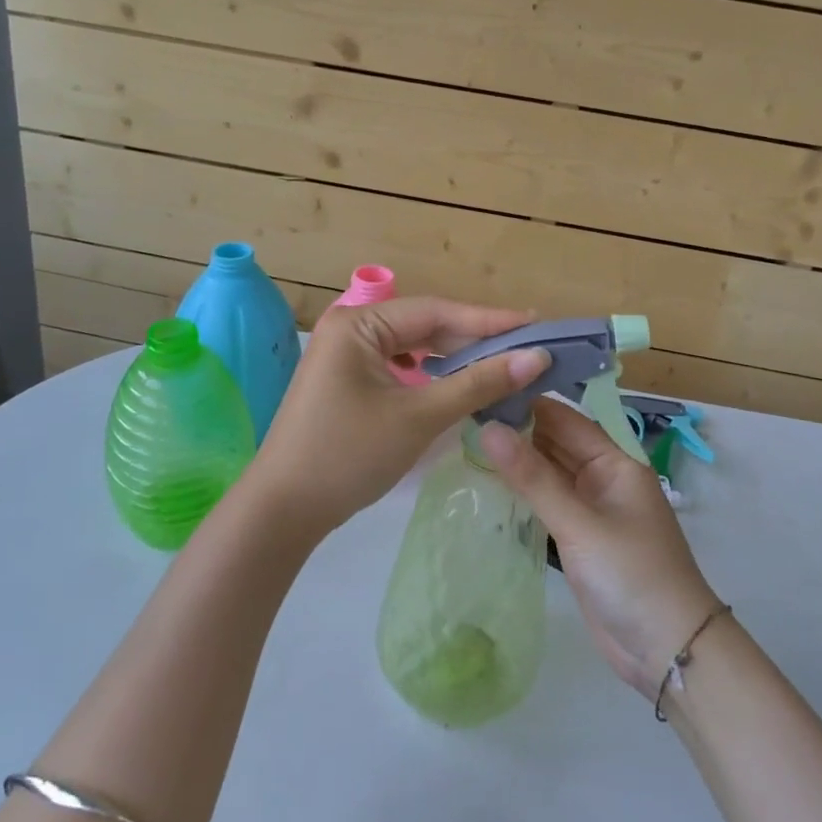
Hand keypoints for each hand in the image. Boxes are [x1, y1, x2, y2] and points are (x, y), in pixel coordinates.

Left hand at [241, 297, 550, 539]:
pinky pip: (399, 366)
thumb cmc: (349, 455)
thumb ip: (478, 383)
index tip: (538, 325)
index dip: (490, 320)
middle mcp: (350, 328)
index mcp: (359, 323)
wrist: (283, 510)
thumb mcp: (418, 416)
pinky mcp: (346, 380)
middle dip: (475, 339)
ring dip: (455, 357)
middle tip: (528, 347)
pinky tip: (457, 382)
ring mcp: (345, 355)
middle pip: (425, 325)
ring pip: (414, 347)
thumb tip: (537, 357)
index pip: (436, 311)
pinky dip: (432, 374)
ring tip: (503, 363)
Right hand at [480, 398, 720, 698]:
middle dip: (515, 432)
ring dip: (515, 463)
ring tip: (464, 443)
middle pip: (554, 445)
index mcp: (615, 463)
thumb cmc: (631, 574)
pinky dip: (521, 494)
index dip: (526, 404)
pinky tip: (487, 485)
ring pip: (547, 475)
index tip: (479, 391)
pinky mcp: (578, 539)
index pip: (565, 419)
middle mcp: (603, 479)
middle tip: (461, 417)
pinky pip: (546, 504)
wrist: (667, 649)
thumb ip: (532, 478)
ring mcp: (590, 510)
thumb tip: (488, 429)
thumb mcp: (580, 524)